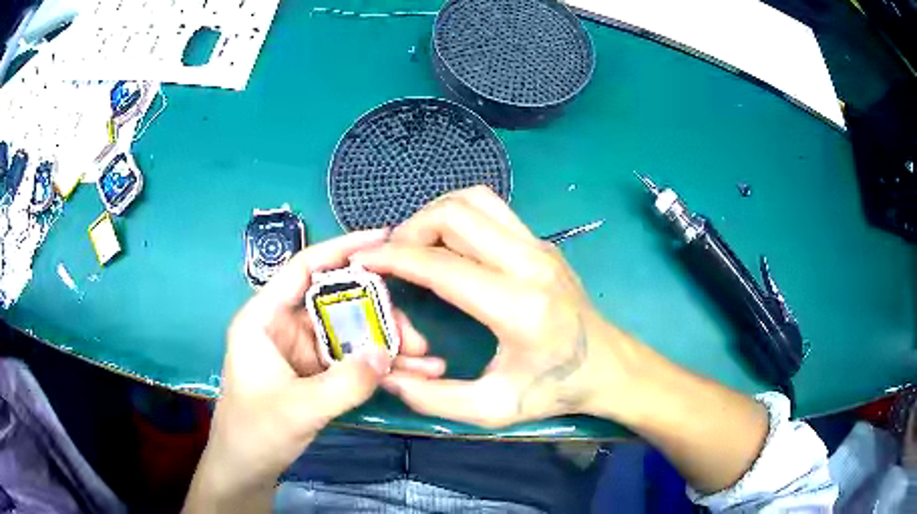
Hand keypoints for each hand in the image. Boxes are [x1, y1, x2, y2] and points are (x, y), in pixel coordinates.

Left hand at [185, 229, 432, 512]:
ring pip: (351, 333)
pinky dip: (380, 366)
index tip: (383, 238)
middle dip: (380, 315)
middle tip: (415, 337)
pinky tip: (410, 374)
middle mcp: (285, 326)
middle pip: (338, 303)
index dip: (342, 249)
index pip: (304, 269)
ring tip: (425, 361)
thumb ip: (344, 383)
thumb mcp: (298, 408)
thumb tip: (387, 352)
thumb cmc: (255, 432)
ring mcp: (303, 350)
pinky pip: (353, 360)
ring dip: (387, 345)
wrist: (248, 468)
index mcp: (265, 318)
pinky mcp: (317, 372)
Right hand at [352, 186, 641, 427]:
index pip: (442, 266)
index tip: (364, 259)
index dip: (394, 258)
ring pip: (476, 200)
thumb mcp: (494, 409)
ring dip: (436, 214)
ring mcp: (540, 246)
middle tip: (392, 256)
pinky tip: (448, 246)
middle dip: (411, 228)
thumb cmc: (557, 390)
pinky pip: (492, 210)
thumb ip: (434, 399)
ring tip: (416, 245)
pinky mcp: (543, 243)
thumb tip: (387, 373)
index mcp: (519, 308)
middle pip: (457, 214)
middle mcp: (531, 263)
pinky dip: (458, 217)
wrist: (610, 367)